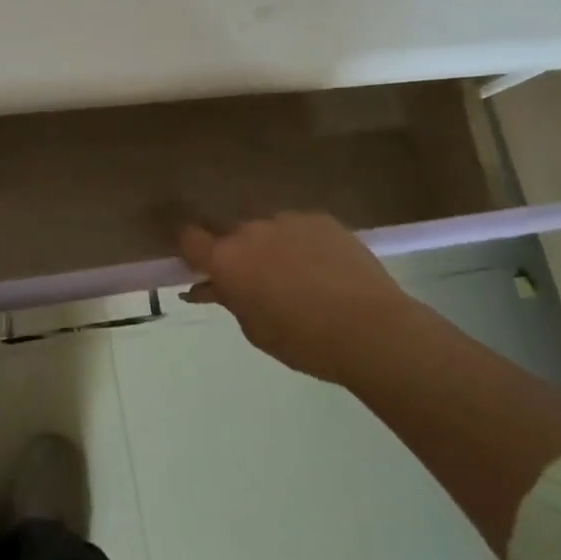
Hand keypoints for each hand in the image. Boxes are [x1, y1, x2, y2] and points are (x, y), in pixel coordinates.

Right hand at [180, 213, 417, 385]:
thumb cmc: (304, 341)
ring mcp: (288, 220)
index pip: (190, 238)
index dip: (192, 251)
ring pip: (269, 231)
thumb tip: (208, 287)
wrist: (371, 328)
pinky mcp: (321, 218)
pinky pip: (300, 229)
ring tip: (302, 279)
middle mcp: (251, 230)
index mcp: (228, 259)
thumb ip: (229, 300)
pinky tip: (327, 270)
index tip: (201, 267)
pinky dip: (304, 244)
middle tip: (261, 285)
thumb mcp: (256, 330)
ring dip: (274, 248)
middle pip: (234, 236)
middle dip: (241, 255)